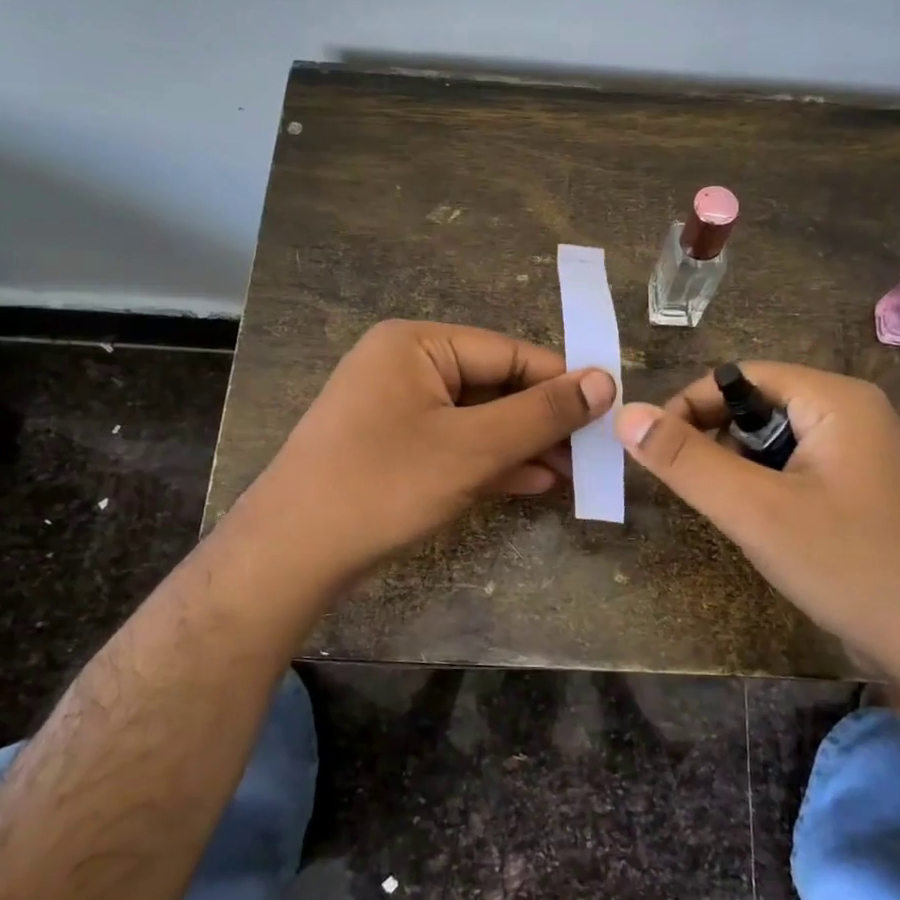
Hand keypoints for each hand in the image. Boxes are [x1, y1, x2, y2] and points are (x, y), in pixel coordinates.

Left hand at [227, 320, 615, 597]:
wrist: (291, 555)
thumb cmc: (383, 485)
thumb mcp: (472, 448)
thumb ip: (541, 413)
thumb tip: (605, 381)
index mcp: (417, 344)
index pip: (508, 352)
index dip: (562, 381)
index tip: (609, 410)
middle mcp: (404, 365)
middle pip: (494, 385)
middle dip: (543, 421)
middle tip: (595, 452)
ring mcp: (396, 409)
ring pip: (477, 419)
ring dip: (524, 445)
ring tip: (575, 473)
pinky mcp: (392, 448)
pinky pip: (454, 444)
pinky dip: (492, 463)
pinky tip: (535, 484)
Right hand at [616, 363, 899, 683]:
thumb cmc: (847, 565)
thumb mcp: (755, 511)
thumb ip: (686, 461)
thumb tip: (626, 414)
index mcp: (837, 399)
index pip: (742, 376)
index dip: (692, 404)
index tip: (656, 448)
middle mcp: (855, 413)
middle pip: (760, 404)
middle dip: (716, 439)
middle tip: (689, 485)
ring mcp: (865, 452)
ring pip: (777, 440)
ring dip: (741, 466)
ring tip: (728, 510)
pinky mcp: (865, 488)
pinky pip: (800, 468)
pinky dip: (769, 486)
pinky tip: (764, 525)